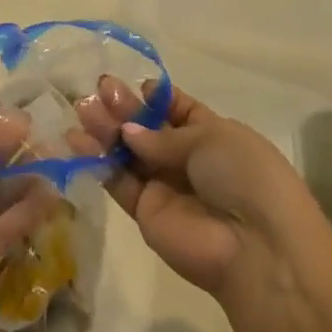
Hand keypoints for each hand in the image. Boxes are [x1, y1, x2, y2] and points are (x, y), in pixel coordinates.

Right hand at [72, 76, 316, 299]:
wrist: (255, 246)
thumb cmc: (244, 177)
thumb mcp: (212, 138)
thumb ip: (163, 136)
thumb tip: (129, 132)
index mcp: (214, 136)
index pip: (179, 111)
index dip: (157, 98)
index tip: (135, 85)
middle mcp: (187, 160)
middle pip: (148, 130)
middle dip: (124, 108)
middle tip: (98, 89)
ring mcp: (165, 186)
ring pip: (129, 153)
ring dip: (106, 130)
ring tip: (82, 108)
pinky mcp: (144, 211)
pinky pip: (118, 181)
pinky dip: (97, 161)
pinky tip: (76, 141)